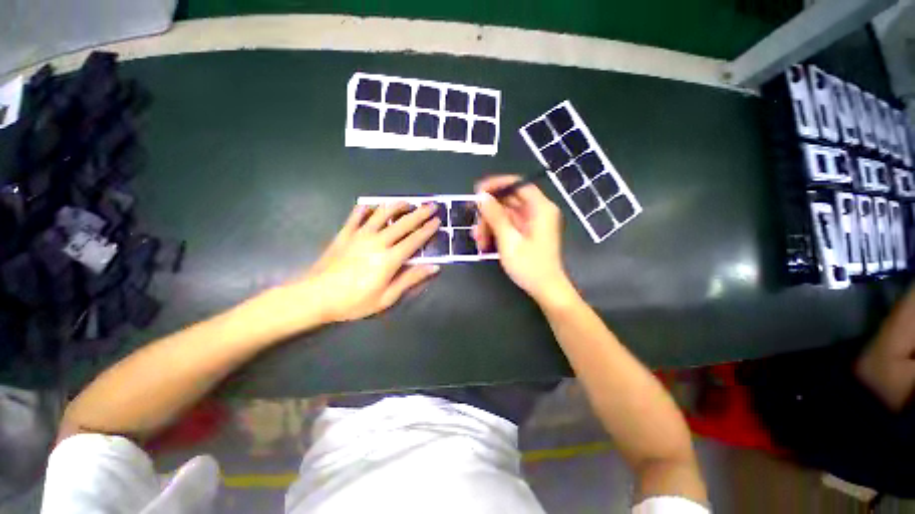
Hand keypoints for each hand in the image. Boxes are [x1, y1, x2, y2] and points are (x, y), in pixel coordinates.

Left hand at [293, 202, 440, 323]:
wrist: (316, 297)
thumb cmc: (354, 301)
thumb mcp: (387, 297)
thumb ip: (410, 279)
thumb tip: (434, 267)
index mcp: (389, 259)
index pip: (414, 240)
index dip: (428, 230)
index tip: (438, 221)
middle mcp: (378, 241)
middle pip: (403, 223)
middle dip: (420, 213)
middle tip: (431, 205)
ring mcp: (360, 235)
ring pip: (382, 214)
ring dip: (397, 206)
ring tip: (407, 202)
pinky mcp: (345, 233)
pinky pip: (357, 215)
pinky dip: (366, 208)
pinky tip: (371, 206)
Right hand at [473, 175, 571, 303]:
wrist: (546, 290)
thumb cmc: (529, 266)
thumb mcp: (509, 240)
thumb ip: (495, 216)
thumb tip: (482, 197)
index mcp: (540, 208)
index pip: (518, 184)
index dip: (497, 184)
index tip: (478, 191)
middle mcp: (538, 211)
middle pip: (510, 200)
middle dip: (489, 212)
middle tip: (475, 226)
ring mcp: (533, 223)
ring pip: (506, 214)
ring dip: (490, 225)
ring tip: (479, 241)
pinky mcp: (527, 233)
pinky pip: (508, 225)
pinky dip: (496, 231)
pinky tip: (485, 243)